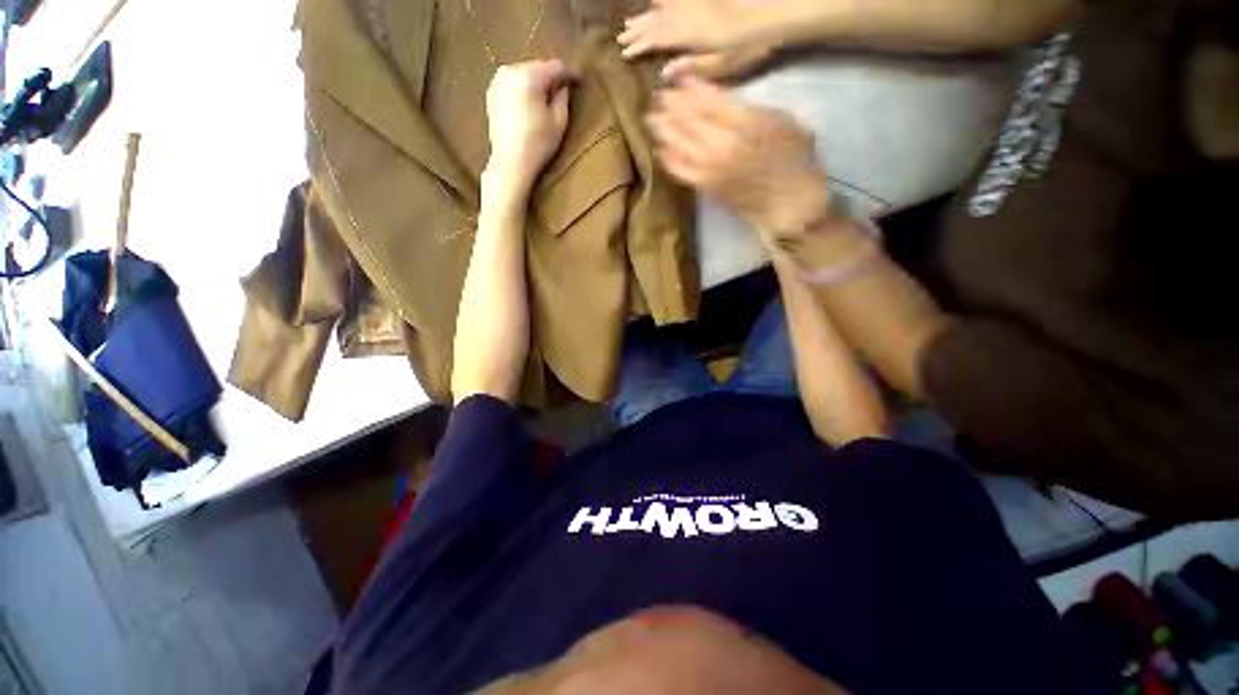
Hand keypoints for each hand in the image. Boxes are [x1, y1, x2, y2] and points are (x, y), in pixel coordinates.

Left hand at [484, 60, 573, 195]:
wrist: (510, 162)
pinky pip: (513, 84)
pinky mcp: (492, 93)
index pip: (555, 67)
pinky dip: (523, 90)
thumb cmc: (538, 144)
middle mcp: (511, 71)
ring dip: (536, 83)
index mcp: (529, 76)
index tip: (578, 82)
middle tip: (562, 91)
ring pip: (524, 74)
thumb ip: (563, 97)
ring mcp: (498, 81)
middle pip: (538, 67)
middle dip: (550, 78)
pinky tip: (530, 105)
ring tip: (546, 99)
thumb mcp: (559, 122)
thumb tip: (563, 86)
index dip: (569, 74)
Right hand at [618, 0, 774, 79]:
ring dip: (646, 17)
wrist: (768, 16)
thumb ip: (690, 67)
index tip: (625, 52)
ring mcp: (696, 6)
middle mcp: (688, 18)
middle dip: (638, 31)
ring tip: (631, 21)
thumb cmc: (745, 47)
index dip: (640, 46)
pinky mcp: (704, 0)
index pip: (658, 41)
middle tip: (621, 37)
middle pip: (657, 23)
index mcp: (689, 37)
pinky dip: (664, 1)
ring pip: (664, 10)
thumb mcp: (719, 65)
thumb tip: (663, 72)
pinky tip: (655, 1)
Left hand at [648, 77, 831, 243]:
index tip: (677, 80)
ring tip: (652, 120)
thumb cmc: (794, 162)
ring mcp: (711, 167)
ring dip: (664, 130)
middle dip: (670, 107)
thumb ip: (753, 111)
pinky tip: (660, 152)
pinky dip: (668, 161)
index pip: (709, 101)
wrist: (787, 204)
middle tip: (657, 98)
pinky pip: (681, 172)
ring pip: (680, 144)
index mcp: (747, 122)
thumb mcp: (784, 123)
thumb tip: (725, 105)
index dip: (689, 89)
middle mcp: (723, 143)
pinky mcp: (706, 187)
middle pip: (689, 120)